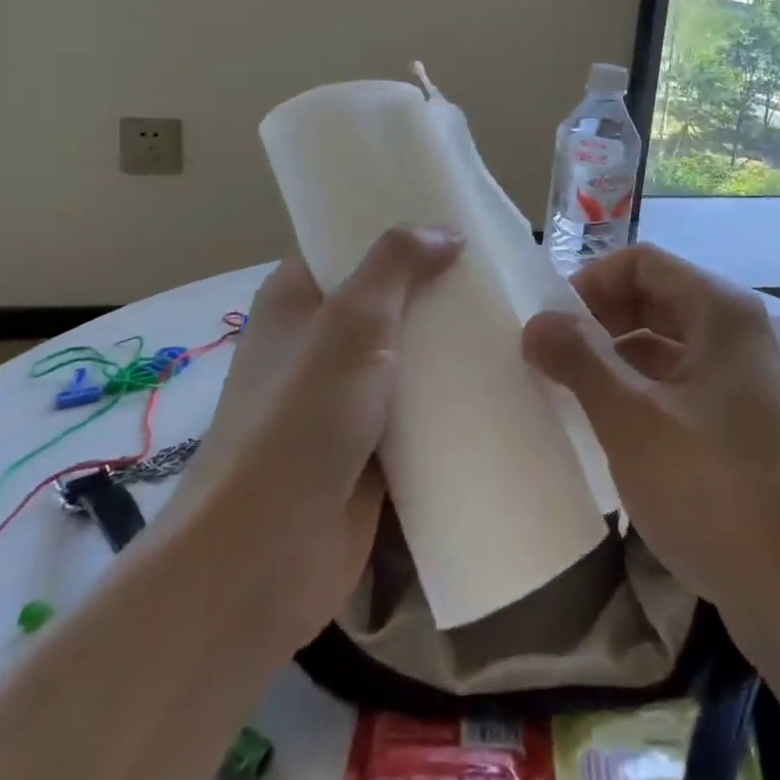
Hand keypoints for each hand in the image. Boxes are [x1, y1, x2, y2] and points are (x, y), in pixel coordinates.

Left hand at [172, 226, 461, 658]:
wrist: (265, 557)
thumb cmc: (299, 420)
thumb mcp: (350, 323)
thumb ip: (395, 264)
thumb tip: (446, 231)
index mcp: (296, 303)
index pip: (346, 246)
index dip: (395, 230)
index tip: (455, 221)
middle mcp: (318, 346)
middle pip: (386, 303)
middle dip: (437, 291)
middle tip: (501, 272)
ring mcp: (345, 402)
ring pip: (408, 360)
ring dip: (451, 348)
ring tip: (515, 322)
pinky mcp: (372, 451)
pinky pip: (420, 413)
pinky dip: (453, 401)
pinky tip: (503, 383)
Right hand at [522, 246, 779, 647]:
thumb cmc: (711, 489)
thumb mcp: (631, 420)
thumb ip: (579, 360)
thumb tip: (536, 321)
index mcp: (719, 311)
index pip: (642, 263)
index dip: (591, 282)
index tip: (551, 323)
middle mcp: (736, 331)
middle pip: (655, 297)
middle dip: (600, 318)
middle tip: (552, 355)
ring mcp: (742, 376)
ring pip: (665, 342)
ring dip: (616, 355)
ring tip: (569, 388)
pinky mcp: (740, 419)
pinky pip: (679, 381)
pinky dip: (640, 388)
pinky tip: (608, 421)